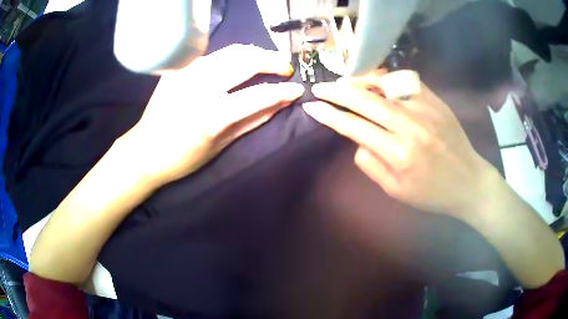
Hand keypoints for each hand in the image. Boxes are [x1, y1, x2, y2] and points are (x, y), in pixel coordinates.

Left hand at [122, 44, 303, 184]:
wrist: (145, 150)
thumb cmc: (183, 157)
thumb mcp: (222, 145)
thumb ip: (253, 120)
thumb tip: (281, 103)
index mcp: (212, 115)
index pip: (259, 94)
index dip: (283, 90)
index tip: (298, 89)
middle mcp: (200, 87)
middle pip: (247, 61)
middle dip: (272, 61)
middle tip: (285, 66)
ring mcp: (187, 73)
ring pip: (231, 51)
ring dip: (255, 53)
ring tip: (267, 59)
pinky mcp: (179, 68)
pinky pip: (212, 55)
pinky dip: (231, 55)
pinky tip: (238, 61)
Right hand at [302, 72, 493, 215]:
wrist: (468, 181)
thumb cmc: (431, 193)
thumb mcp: (396, 191)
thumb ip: (371, 165)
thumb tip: (357, 139)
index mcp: (397, 154)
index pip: (354, 127)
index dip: (329, 115)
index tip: (312, 107)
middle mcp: (409, 126)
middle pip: (364, 100)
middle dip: (337, 91)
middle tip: (320, 87)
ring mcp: (425, 109)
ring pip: (384, 84)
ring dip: (360, 80)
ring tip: (345, 80)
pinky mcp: (435, 101)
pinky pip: (406, 81)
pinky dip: (386, 78)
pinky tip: (376, 80)